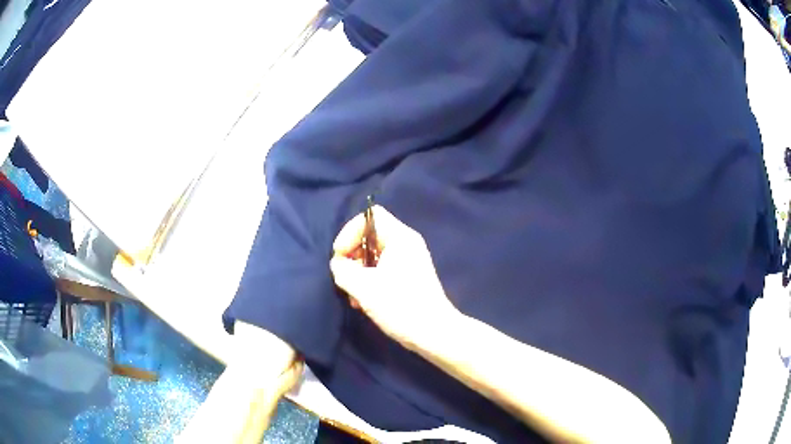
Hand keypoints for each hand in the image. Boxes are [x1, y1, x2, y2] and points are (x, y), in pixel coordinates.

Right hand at [331, 205, 458, 349]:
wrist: (433, 334)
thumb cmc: (400, 305)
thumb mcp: (363, 287)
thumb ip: (343, 270)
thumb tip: (339, 265)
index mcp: (400, 238)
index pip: (369, 217)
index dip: (348, 233)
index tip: (340, 257)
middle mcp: (406, 244)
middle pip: (369, 237)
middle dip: (352, 257)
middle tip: (345, 278)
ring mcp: (408, 262)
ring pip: (373, 256)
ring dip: (358, 274)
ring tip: (353, 296)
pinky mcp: (408, 279)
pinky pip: (382, 271)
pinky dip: (369, 282)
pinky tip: (363, 303)